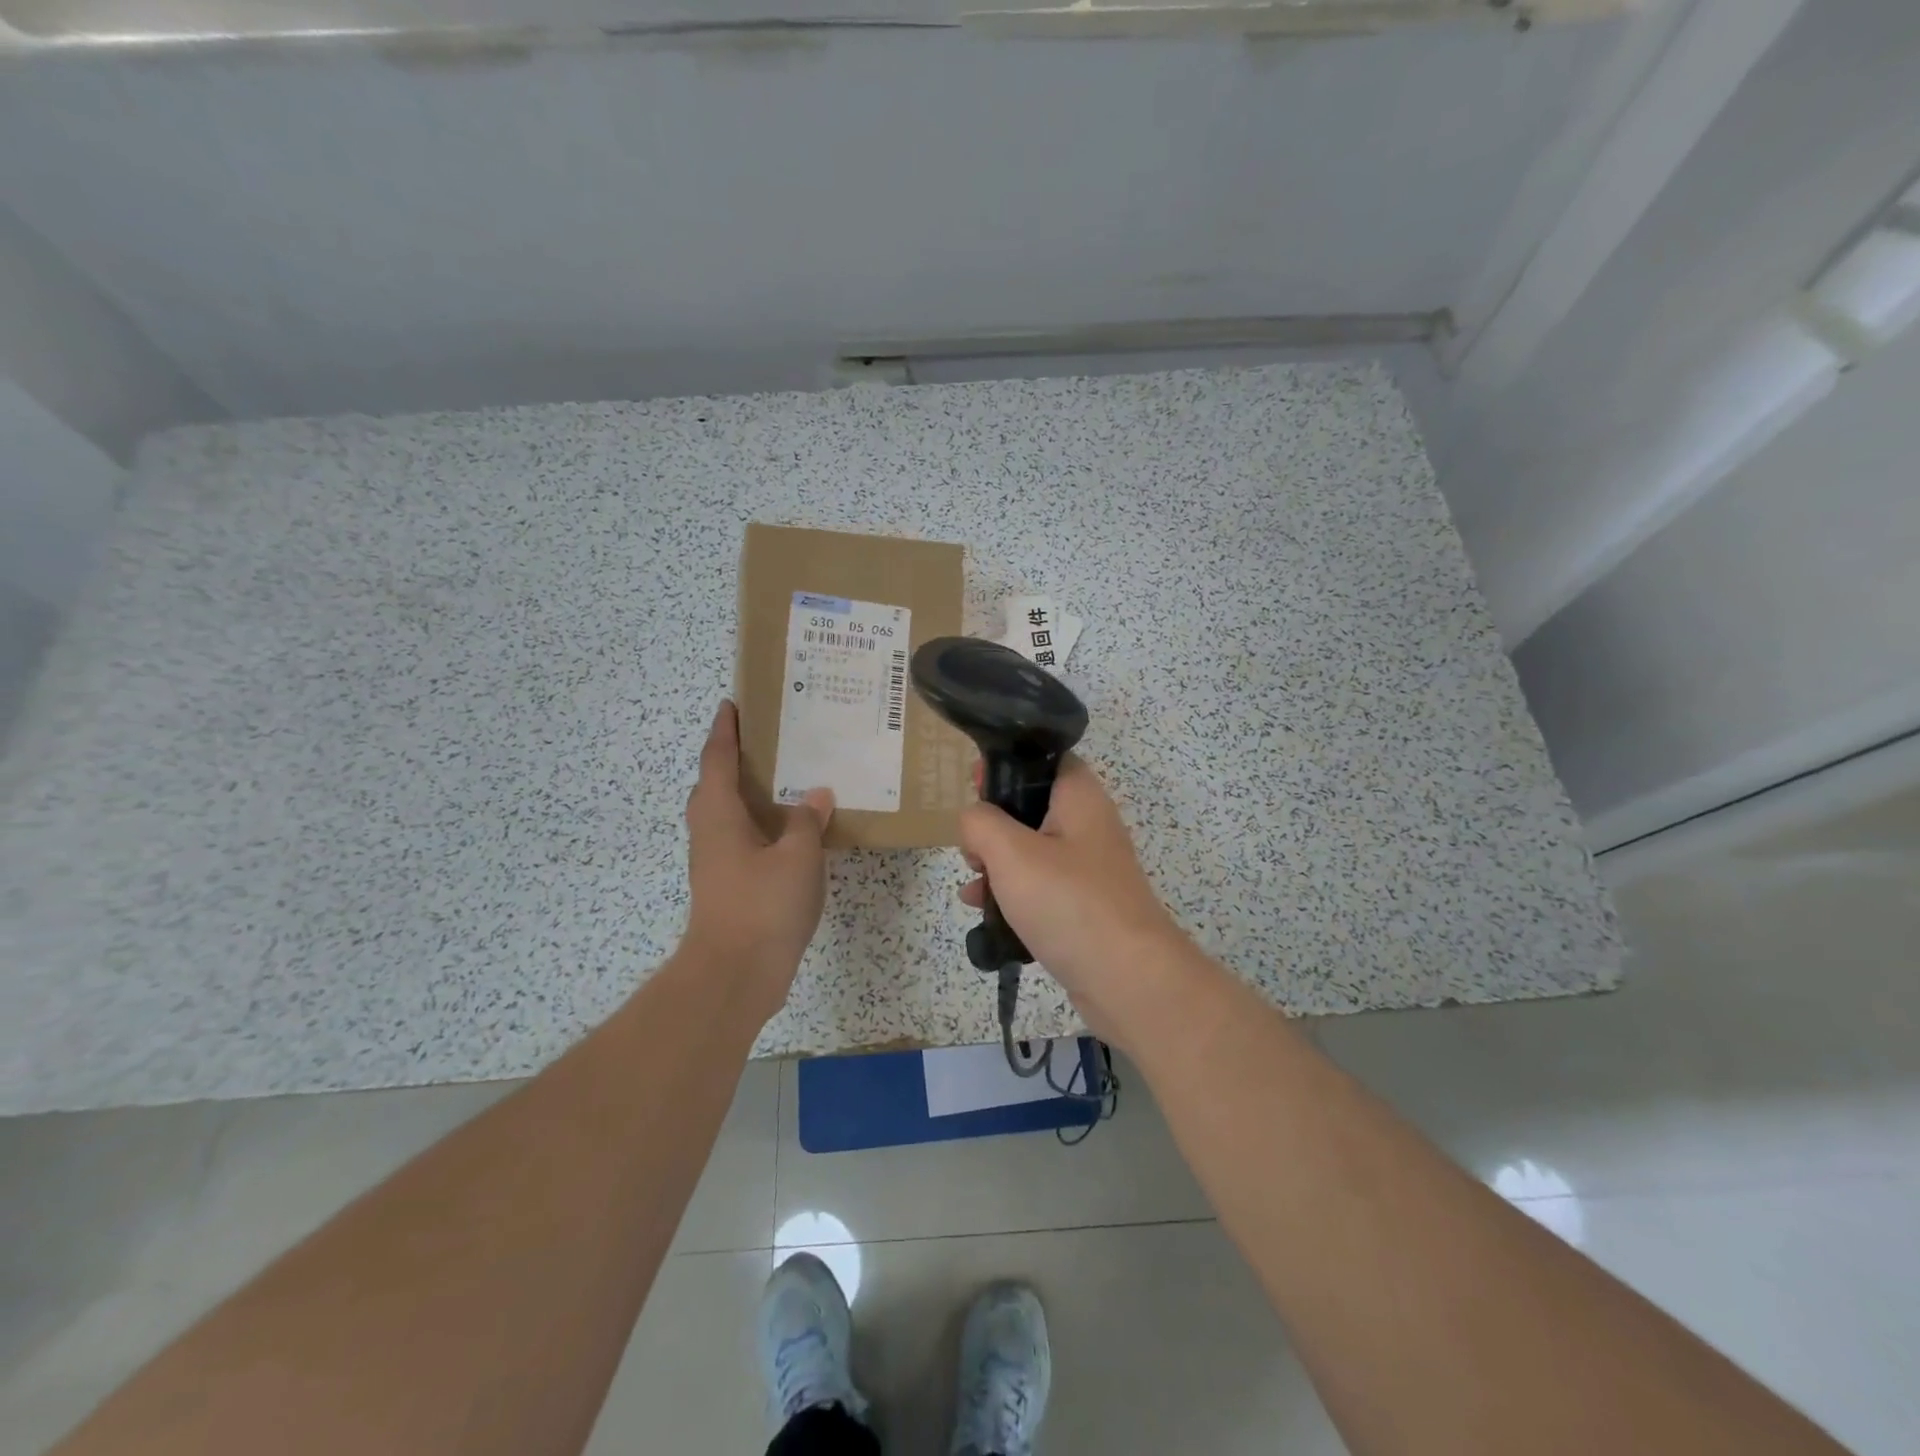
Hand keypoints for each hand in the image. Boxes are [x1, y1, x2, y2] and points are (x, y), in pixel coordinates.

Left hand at [682, 701, 833, 1018]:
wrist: (734, 974)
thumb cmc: (762, 905)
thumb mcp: (798, 856)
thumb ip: (807, 821)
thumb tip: (817, 795)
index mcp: (719, 814)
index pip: (718, 759)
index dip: (725, 730)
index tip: (732, 704)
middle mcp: (710, 831)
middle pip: (716, 784)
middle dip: (735, 758)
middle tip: (770, 739)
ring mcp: (716, 861)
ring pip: (729, 814)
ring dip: (750, 792)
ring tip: (787, 778)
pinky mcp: (728, 885)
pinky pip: (743, 839)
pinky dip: (762, 824)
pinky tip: (792, 830)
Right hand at [958, 754, 1189, 1043]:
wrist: (1129, 980)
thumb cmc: (1069, 902)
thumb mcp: (1011, 853)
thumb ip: (981, 823)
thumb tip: (974, 820)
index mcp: (1079, 796)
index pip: (1044, 757)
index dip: (1006, 764)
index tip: (973, 786)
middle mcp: (1088, 825)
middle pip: (1032, 806)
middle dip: (993, 824)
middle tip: (971, 846)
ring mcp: (1088, 868)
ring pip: (1032, 850)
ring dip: (997, 863)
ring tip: (973, 886)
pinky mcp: (1084, 905)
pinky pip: (1041, 887)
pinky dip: (1014, 894)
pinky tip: (986, 914)